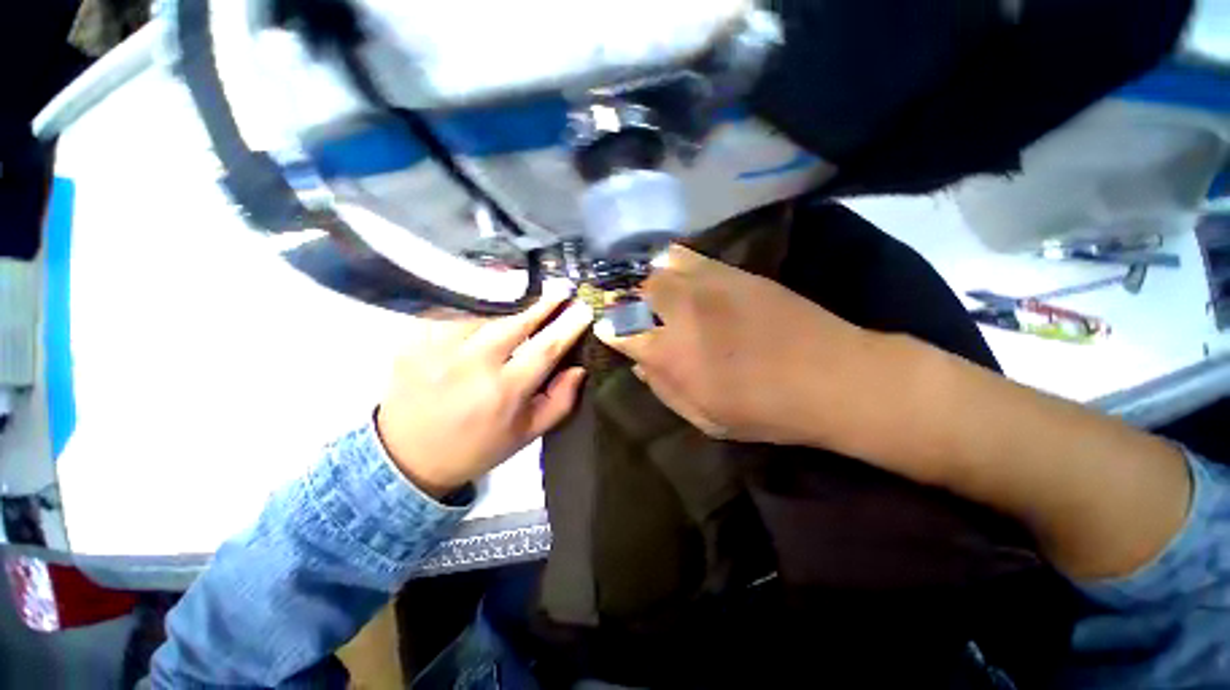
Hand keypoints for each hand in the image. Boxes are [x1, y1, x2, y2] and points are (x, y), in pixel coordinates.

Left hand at [376, 287, 592, 496]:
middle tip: (561, 288)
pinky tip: (484, 311)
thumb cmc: (477, 447)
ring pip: (485, 314)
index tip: (584, 308)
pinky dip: (473, 309)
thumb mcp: (527, 434)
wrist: (408, 457)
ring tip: (523, 303)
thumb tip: (578, 368)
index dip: (568, 326)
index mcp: (503, 392)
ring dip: (508, 308)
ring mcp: (438, 350)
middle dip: (543, 305)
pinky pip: (453, 313)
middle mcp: (471, 366)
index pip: (544, 349)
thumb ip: (560, 401)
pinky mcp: (413, 341)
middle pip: (515, 323)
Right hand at [596, 244, 873, 445]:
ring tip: (648, 291)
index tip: (606, 330)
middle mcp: (679, 312)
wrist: (831, 376)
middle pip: (634, 292)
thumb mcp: (704, 418)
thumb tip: (640, 363)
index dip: (609, 329)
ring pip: (657, 270)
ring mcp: (705, 286)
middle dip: (624, 300)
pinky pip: (687, 256)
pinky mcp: (731, 272)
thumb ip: (664, 388)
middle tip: (627, 310)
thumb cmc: (764, 410)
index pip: (619, 331)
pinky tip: (673, 271)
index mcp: (669, 353)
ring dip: (646, 281)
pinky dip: (671, 262)